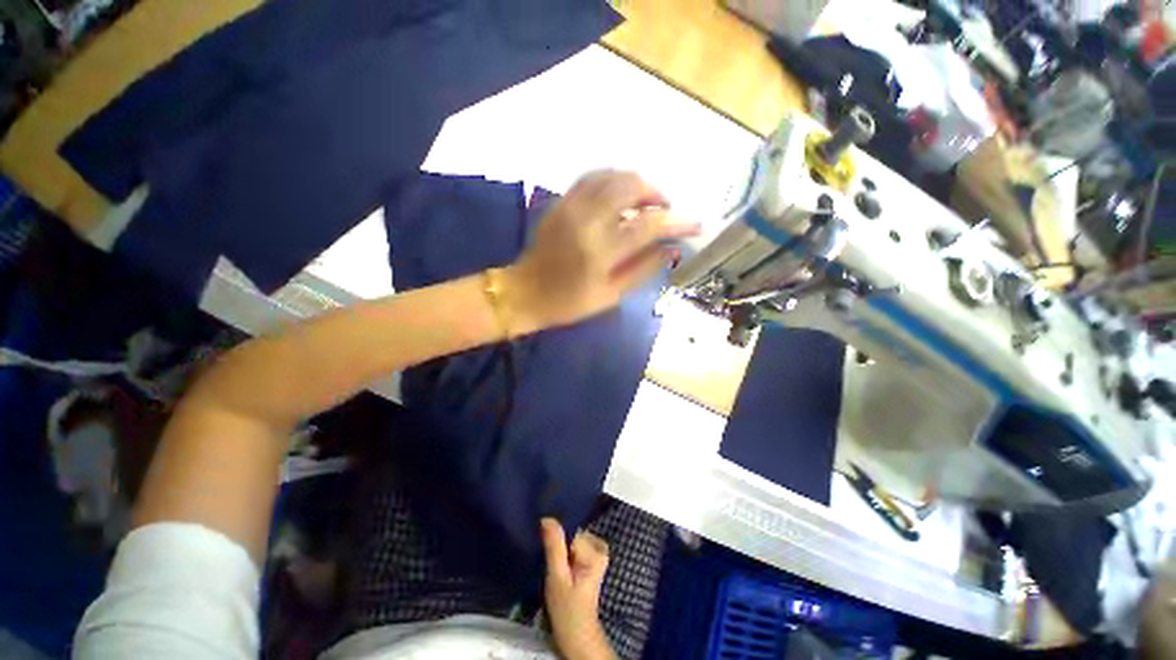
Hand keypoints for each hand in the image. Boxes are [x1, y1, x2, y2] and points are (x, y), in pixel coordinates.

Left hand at [503, 171, 699, 330]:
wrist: (525, 292)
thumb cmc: (569, 302)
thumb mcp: (611, 296)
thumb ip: (644, 270)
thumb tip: (673, 249)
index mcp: (601, 251)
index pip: (650, 225)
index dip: (678, 221)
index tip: (697, 223)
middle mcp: (587, 220)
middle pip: (631, 186)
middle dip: (657, 193)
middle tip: (665, 210)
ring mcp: (571, 206)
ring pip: (612, 175)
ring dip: (636, 183)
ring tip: (646, 202)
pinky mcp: (561, 202)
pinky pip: (592, 177)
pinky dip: (613, 179)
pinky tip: (620, 194)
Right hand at [541, 518, 616, 659]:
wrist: (577, 634)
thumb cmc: (566, 609)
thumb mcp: (557, 578)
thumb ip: (554, 547)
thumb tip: (547, 518)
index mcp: (596, 551)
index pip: (571, 532)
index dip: (557, 541)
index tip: (547, 553)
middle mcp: (600, 547)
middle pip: (573, 534)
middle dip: (560, 545)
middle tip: (552, 566)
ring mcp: (598, 553)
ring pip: (573, 539)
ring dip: (561, 549)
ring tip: (555, 568)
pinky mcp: (592, 559)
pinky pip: (575, 545)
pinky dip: (566, 553)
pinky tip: (560, 567)